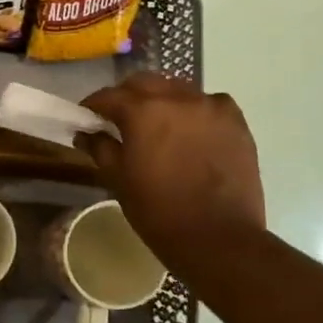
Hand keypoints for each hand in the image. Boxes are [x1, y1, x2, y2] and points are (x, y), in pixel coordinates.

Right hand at [78, 74, 264, 258]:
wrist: (218, 238)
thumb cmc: (158, 211)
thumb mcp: (118, 180)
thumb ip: (101, 148)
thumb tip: (86, 133)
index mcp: (142, 111)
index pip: (109, 96)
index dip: (94, 105)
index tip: (87, 117)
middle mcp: (177, 98)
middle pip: (144, 83)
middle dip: (127, 96)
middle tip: (120, 119)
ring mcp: (211, 107)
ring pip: (178, 89)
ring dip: (162, 100)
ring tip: (158, 124)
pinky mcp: (236, 122)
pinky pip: (210, 103)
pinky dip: (196, 110)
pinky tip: (193, 130)